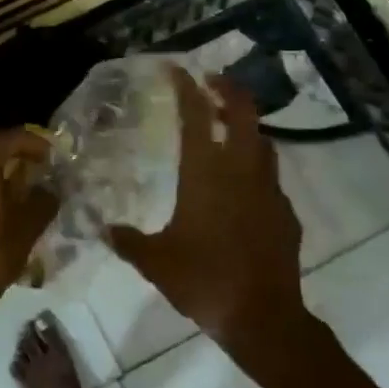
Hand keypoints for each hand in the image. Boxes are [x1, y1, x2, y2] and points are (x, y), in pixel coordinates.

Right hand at [107, 69, 306, 349]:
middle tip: (211, 82)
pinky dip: (256, 166)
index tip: (176, 69)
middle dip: (228, 89)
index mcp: (206, 174)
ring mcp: (269, 190)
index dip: (186, 88)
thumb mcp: (155, 262)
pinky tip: (243, 185)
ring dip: (245, 125)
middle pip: (242, 112)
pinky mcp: (285, 212)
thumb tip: (103, 229)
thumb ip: (128, 241)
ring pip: (262, 141)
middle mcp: (241, 171)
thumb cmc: (204, 281)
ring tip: (228, 126)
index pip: (196, 116)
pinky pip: (270, 176)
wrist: (264, 318)